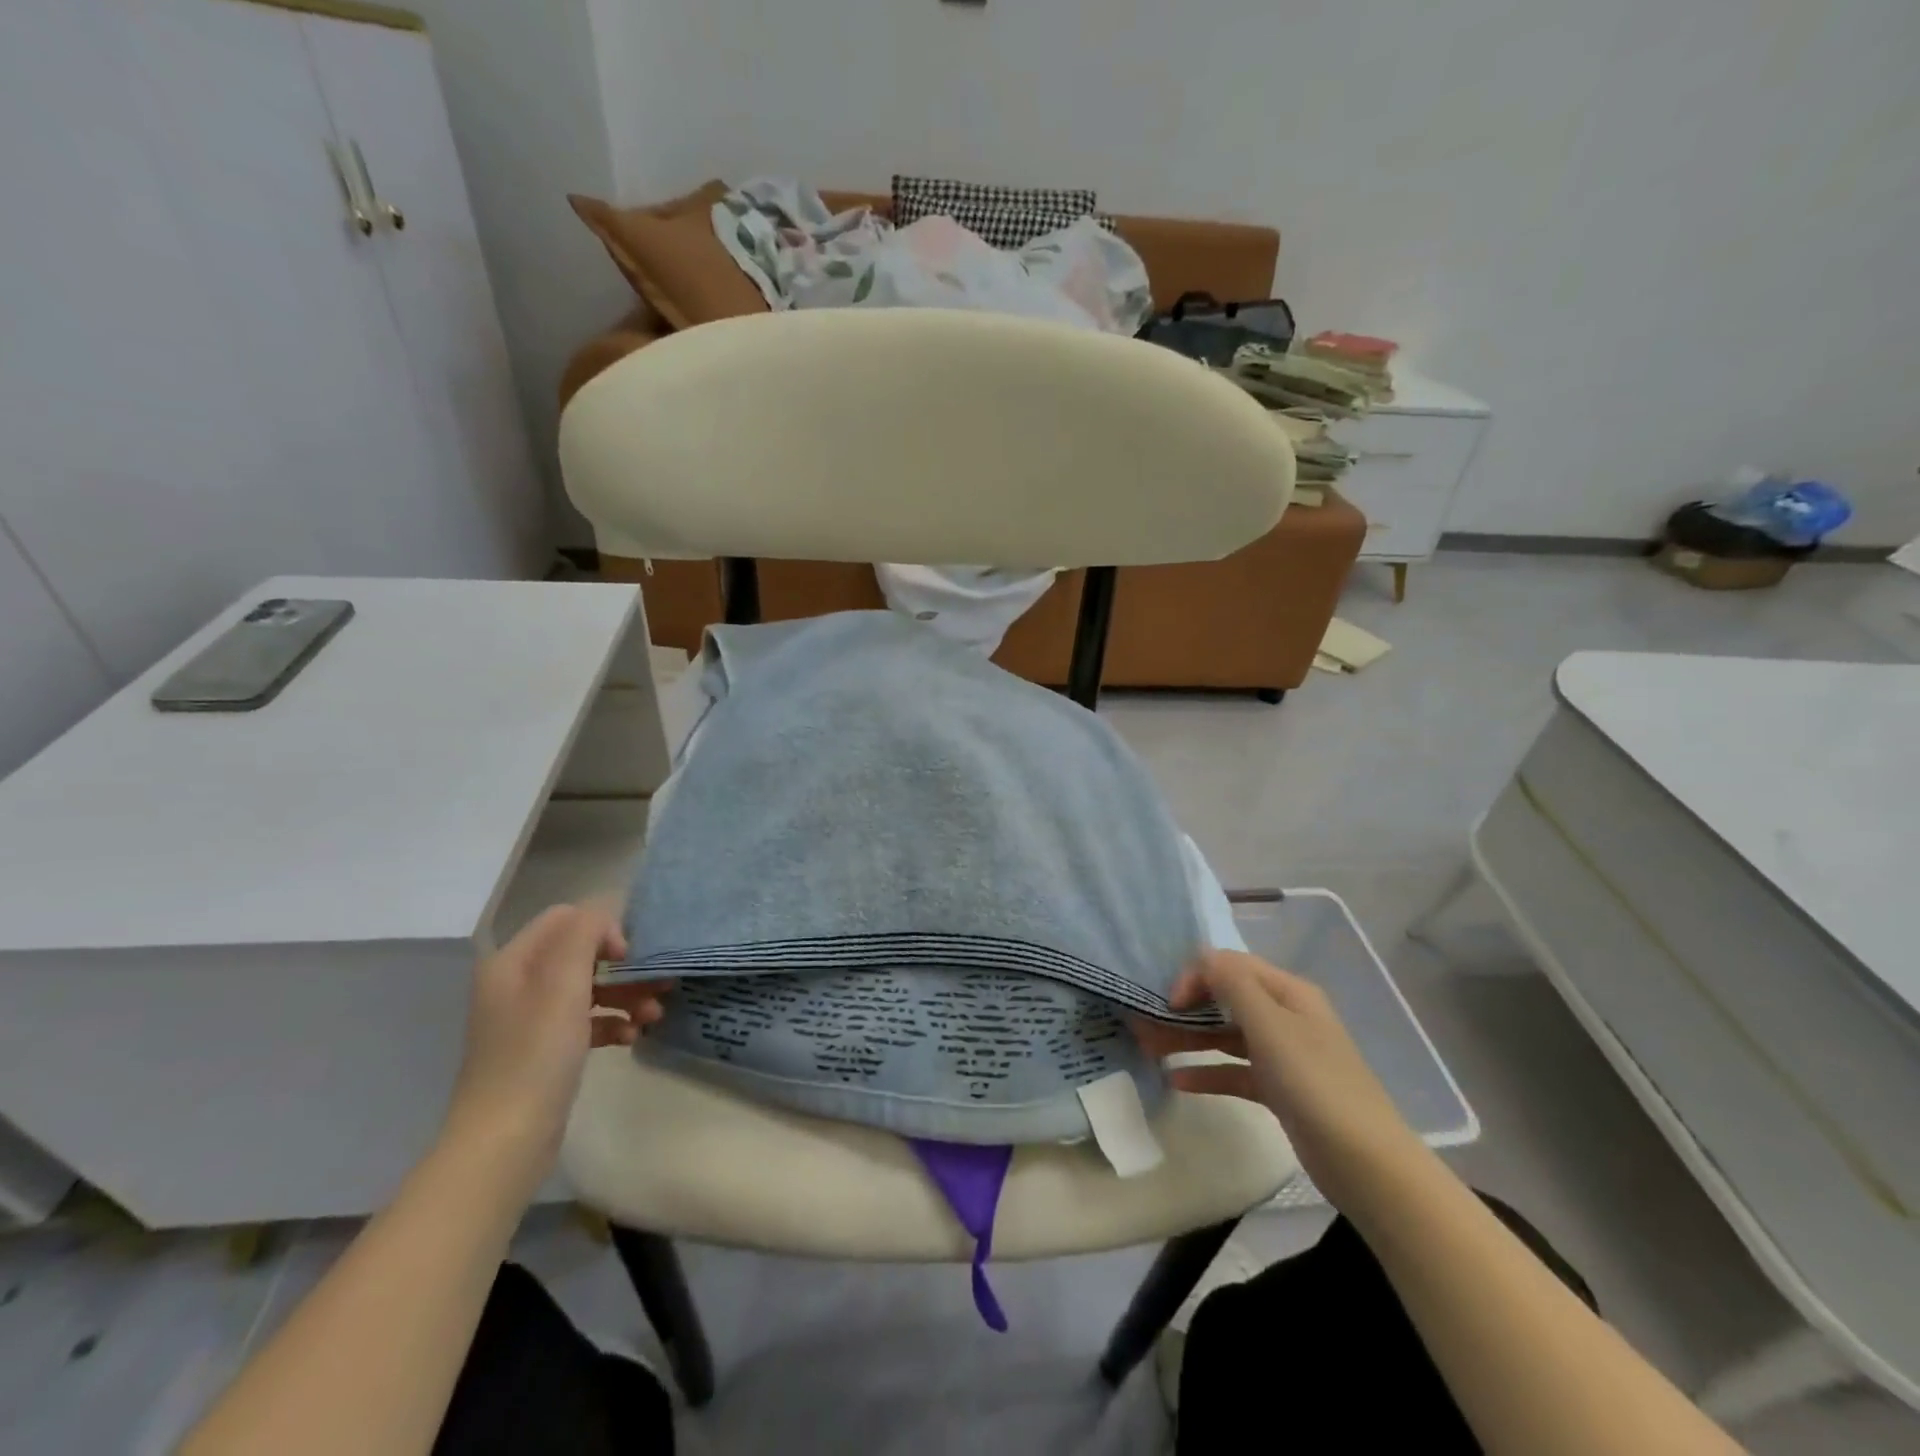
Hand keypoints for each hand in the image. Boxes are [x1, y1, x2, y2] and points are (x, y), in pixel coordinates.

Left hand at [442, 905, 671, 1186]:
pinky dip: (611, 1022)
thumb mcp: (562, 985)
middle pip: (581, 953)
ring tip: (655, 1016)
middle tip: (659, 983)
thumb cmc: (535, 1055)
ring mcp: (530, 1019)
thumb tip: (606, 912)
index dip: (603, 928)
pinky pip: (585, 1020)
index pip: (566, 918)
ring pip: (588, 987)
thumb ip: (584, 935)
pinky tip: (632, 1038)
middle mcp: (518, 984)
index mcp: (513, 962)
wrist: (504, 1143)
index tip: (629, 957)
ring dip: (625, 994)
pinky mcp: (544, 1050)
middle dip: (623, 966)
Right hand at [1135, 949, 1424, 1213]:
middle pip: (1226, 999)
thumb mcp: (1270, 1025)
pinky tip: (1177, 1080)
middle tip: (1146, 1024)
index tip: (1169, 1003)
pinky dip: (1207, 1072)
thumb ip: (1233, 984)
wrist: (1365, 1163)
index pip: (1230, 965)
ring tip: (1150, 1048)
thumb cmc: (1314, 1082)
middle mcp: (1285, 1015)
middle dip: (1186, 1007)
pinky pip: (1234, 1070)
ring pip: (1226, 1035)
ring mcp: (1283, 1054)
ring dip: (1189, 1037)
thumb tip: (1203, 956)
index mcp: (1287, 992)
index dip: (1196, 976)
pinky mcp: (1279, 1089)